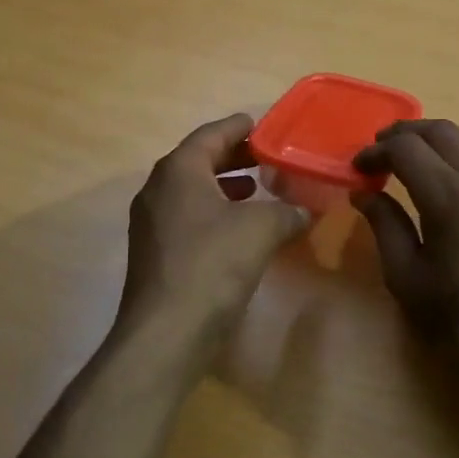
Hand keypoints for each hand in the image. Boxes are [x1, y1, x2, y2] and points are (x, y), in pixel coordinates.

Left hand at [116, 114, 311, 340]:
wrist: (166, 332)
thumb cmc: (212, 265)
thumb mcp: (261, 229)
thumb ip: (287, 211)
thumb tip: (306, 210)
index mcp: (179, 171)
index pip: (211, 135)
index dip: (238, 128)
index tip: (261, 124)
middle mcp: (158, 190)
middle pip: (199, 161)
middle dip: (234, 158)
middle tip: (266, 156)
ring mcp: (152, 224)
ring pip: (193, 192)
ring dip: (225, 187)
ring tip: (257, 189)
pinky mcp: (156, 254)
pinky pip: (189, 219)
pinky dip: (216, 214)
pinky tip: (241, 230)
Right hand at [353, 120, 458, 395]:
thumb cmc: (452, 316)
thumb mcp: (404, 274)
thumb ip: (384, 223)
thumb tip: (363, 192)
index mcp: (450, 197)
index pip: (406, 149)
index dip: (376, 152)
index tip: (359, 168)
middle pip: (442, 131)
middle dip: (405, 133)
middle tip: (380, 150)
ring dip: (439, 138)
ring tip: (417, 157)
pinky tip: (452, 178)